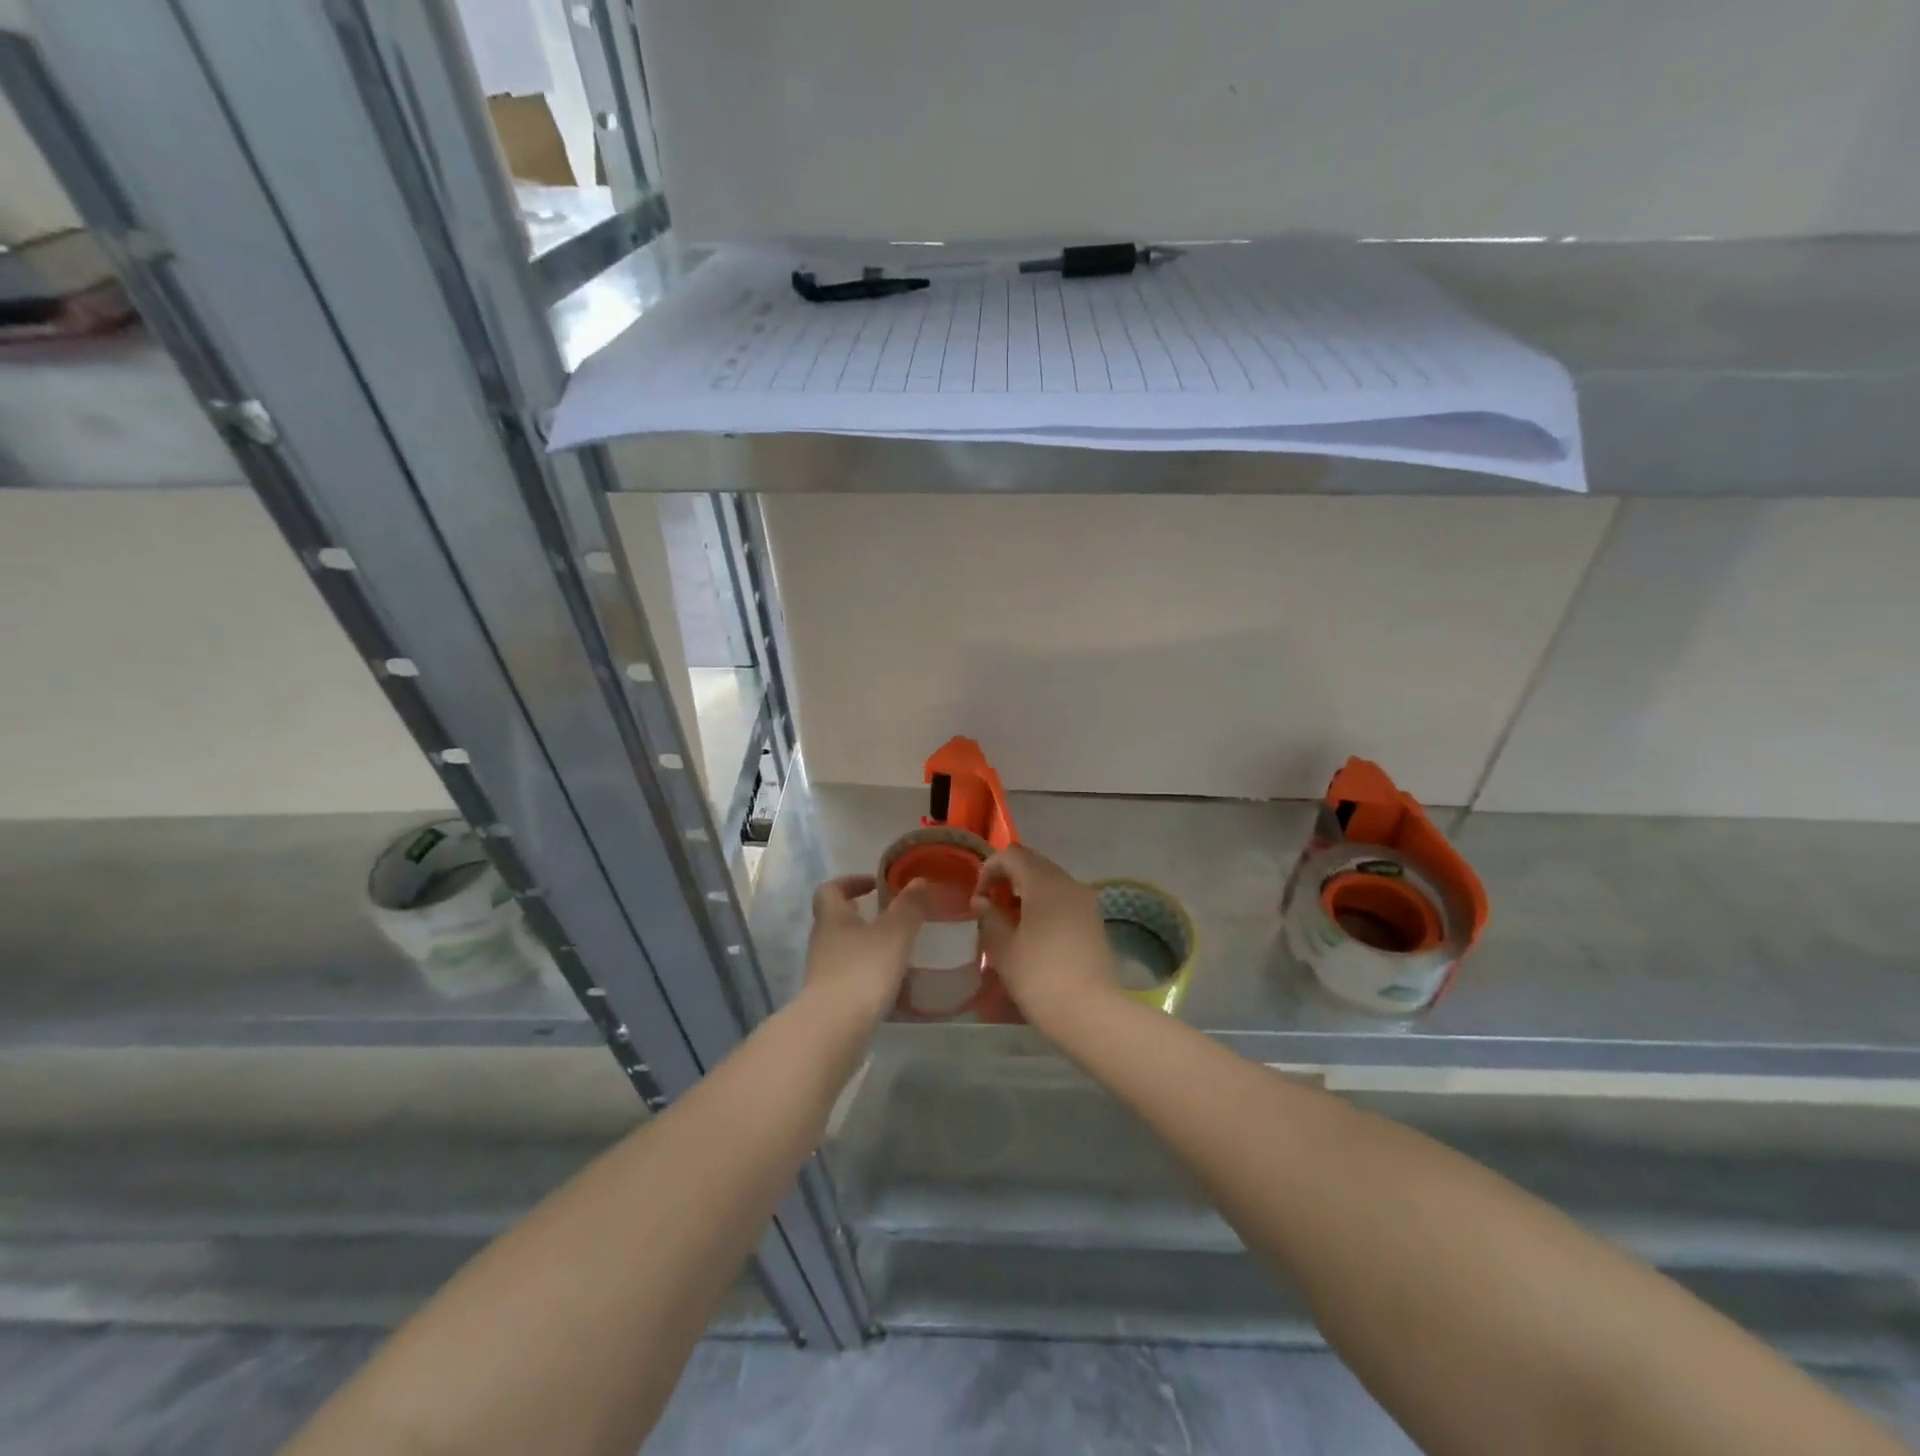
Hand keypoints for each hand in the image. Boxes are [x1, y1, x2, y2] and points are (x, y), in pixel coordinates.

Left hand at [802, 875, 928, 1020]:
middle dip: (861, 915)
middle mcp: (822, 941)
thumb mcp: (894, 934)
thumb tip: (918, 880)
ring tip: (897, 950)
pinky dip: (867, 973)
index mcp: (832, 917)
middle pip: (836, 919)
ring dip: (866, 945)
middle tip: (890, 917)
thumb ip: (909, 907)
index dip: (850, 882)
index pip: (830, 889)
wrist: (834, 1029)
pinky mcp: (829, 999)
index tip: (874, 884)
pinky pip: (849, 975)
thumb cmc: (863, 970)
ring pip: (843, 948)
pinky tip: (890, 982)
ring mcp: (822, 971)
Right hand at [971, 846, 1117, 1035]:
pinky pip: (1063, 898)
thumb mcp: (1004, 949)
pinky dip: (1044, 904)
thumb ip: (990, 918)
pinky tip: (1033, 934)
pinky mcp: (1094, 920)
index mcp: (1044, 883)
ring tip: (1009, 923)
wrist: (1091, 1013)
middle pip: (1033, 863)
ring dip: (1026, 892)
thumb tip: (982, 901)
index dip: (990, 869)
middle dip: (1008, 878)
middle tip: (991, 908)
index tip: (978, 898)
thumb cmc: (1040, 977)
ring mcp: (1085, 901)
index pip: (1012, 855)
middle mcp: (1068, 883)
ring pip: (1050, 881)